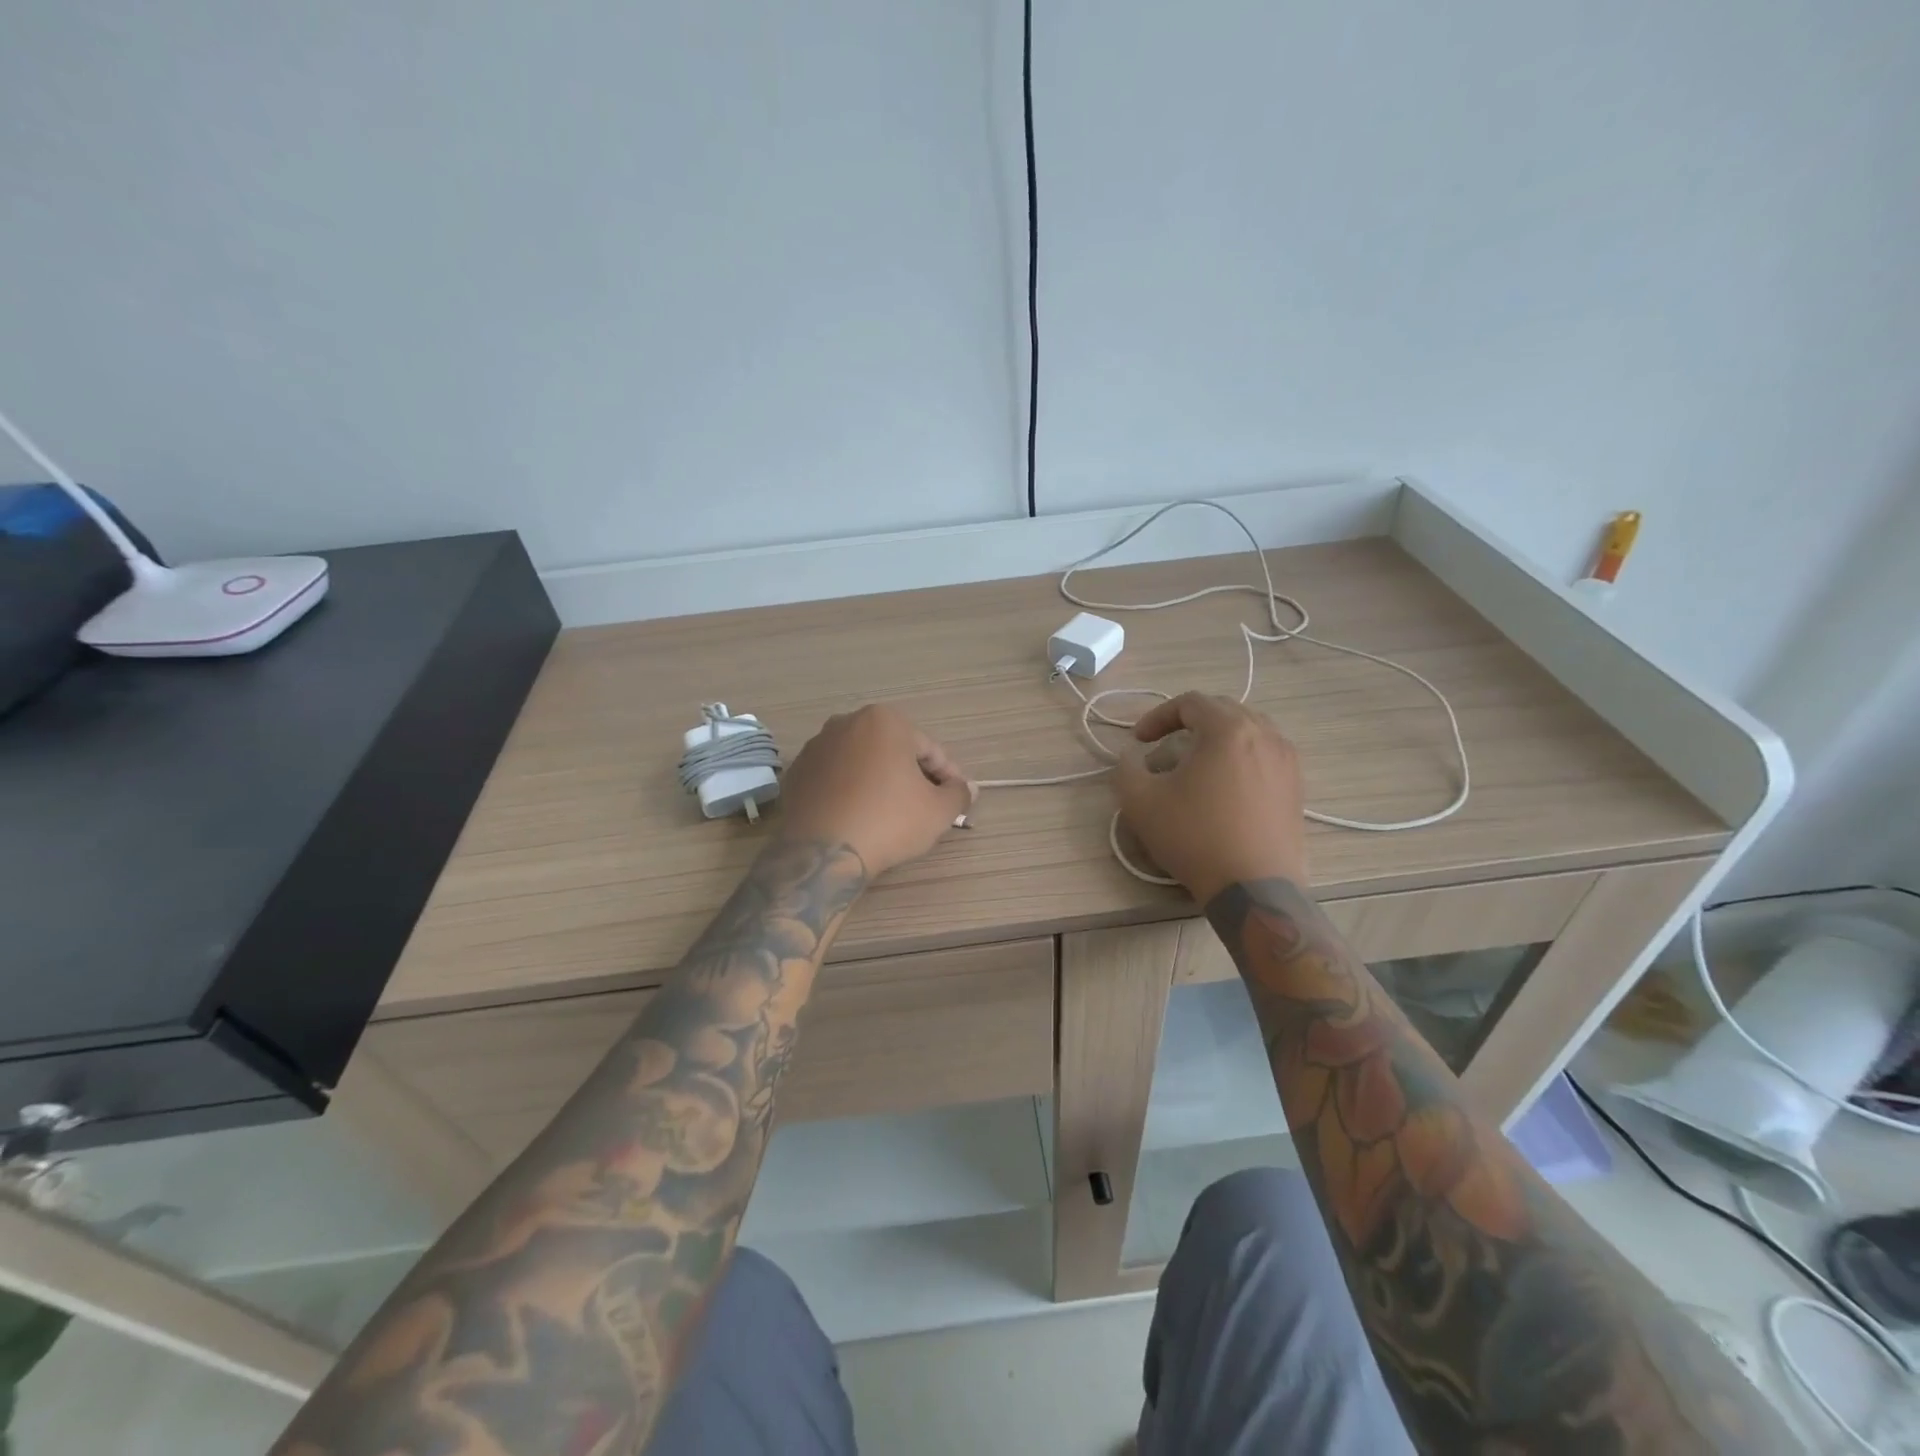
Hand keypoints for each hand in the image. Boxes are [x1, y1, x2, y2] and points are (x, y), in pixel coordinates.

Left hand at [776, 705, 972, 877]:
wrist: (822, 853)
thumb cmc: (888, 821)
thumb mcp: (938, 811)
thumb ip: (958, 794)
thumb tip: (967, 789)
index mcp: (884, 721)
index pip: (928, 749)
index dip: (948, 776)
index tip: (956, 799)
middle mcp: (846, 723)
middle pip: (893, 751)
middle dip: (912, 775)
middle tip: (926, 806)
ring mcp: (815, 747)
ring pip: (861, 763)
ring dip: (880, 782)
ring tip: (891, 814)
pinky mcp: (795, 773)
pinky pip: (834, 779)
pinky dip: (850, 792)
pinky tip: (858, 818)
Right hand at [1113, 692, 1307, 903]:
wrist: (1253, 888)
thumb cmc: (1195, 837)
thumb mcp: (1140, 802)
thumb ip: (1126, 768)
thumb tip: (1132, 757)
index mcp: (1228, 729)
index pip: (1190, 703)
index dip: (1158, 716)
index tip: (1139, 741)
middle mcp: (1265, 734)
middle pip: (1223, 710)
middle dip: (1189, 723)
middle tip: (1165, 745)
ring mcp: (1287, 760)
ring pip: (1249, 730)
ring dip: (1218, 738)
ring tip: (1197, 763)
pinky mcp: (1297, 786)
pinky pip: (1265, 754)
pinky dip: (1241, 757)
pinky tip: (1225, 786)